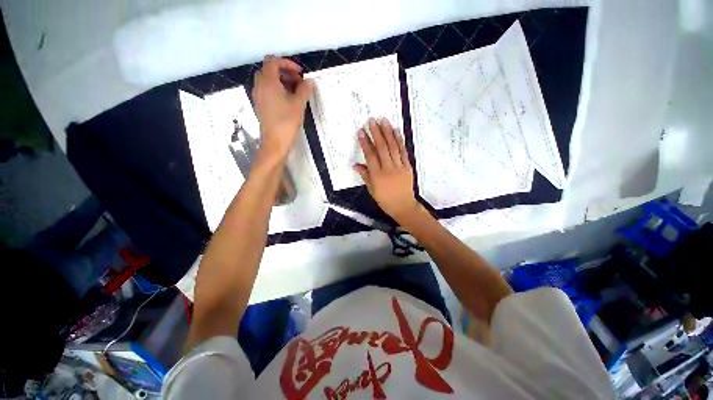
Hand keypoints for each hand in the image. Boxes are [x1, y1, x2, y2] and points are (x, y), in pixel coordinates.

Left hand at [252, 55, 313, 159]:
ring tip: (295, 92)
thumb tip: (309, 81)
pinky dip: (276, 89)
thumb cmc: (287, 122)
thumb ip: (304, 90)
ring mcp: (258, 95)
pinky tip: (287, 100)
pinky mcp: (260, 105)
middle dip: (284, 72)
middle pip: (269, 69)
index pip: (273, 61)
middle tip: (298, 82)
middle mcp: (259, 85)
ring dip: (281, 81)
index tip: (300, 73)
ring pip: (267, 80)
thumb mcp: (299, 104)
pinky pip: (266, 90)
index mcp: (268, 81)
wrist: (275, 142)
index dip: (287, 63)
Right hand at [354, 118, 420, 222]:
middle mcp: (388, 169)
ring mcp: (400, 167)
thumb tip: (355, 164)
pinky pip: (403, 151)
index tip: (361, 131)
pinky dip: (399, 140)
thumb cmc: (385, 200)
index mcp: (377, 176)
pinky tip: (396, 131)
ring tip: (384, 120)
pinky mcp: (408, 166)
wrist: (403, 206)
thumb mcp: (372, 190)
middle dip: (376, 133)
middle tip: (372, 120)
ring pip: (393, 147)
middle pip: (382, 148)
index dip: (365, 143)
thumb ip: (365, 175)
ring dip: (388, 132)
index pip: (370, 156)